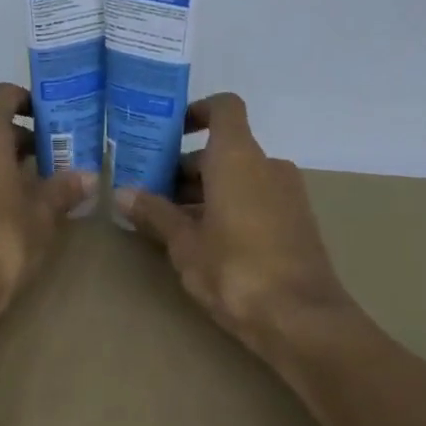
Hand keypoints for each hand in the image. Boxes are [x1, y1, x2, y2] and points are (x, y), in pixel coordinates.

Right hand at [116, 93, 357, 360]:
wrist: (301, 318)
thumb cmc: (235, 270)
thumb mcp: (185, 244)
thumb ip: (156, 214)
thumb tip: (123, 194)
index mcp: (238, 158)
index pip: (223, 108)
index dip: (196, 112)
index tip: (167, 134)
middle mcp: (268, 166)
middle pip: (224, 149)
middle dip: (186, 167)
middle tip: (151, 193)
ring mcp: (287, 194)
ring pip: (239, 178)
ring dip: (205, 191)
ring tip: (170, 222)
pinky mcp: (296, 222)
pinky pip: (256, 199)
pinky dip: (229, 207)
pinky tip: (204, 242)